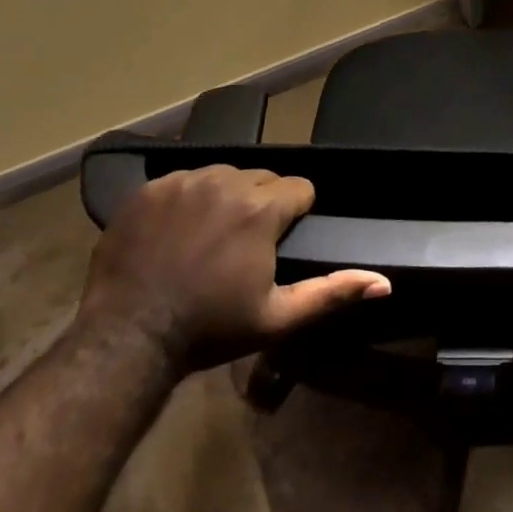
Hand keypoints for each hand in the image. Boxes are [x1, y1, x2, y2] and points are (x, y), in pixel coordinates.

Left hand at [78, 165, 389, 370]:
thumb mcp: (277, 318)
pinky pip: (185, 180)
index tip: (278, 242)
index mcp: (261, 209)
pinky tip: (178, 232)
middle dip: (263, 204)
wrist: (127, 337)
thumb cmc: (209, 329)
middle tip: (246, 244)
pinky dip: (189, 198)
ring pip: (225, 174)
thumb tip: (385, 282)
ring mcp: (184, 181)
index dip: (296, 214)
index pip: (300, 188)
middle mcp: (226, 182)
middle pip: (263, 178)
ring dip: (227, 197)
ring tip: (212, 237)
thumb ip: (332, 292)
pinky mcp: (150, 188)